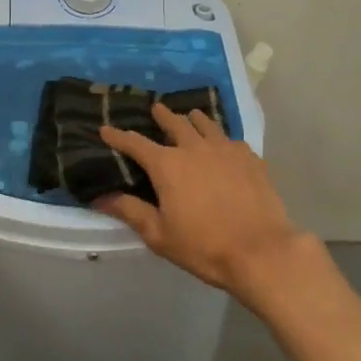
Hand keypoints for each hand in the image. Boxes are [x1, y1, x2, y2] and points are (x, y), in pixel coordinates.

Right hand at [95, 103, 309, 301]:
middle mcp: (195, 148)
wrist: (260, 251)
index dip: (118, 136)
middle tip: (156, 109)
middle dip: (162, 115)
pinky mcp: (251, 158)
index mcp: (168, 165)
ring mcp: (226, 149)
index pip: (136, 143)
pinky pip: (231, 140)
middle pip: (175, 123)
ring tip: (191, 117)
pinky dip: (221, 138)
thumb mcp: (159, 234)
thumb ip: (130, 211)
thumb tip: (100, 197)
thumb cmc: (203, 246)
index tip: (106, 129)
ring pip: (206, 124)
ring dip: (194, 119)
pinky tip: (224, 146)